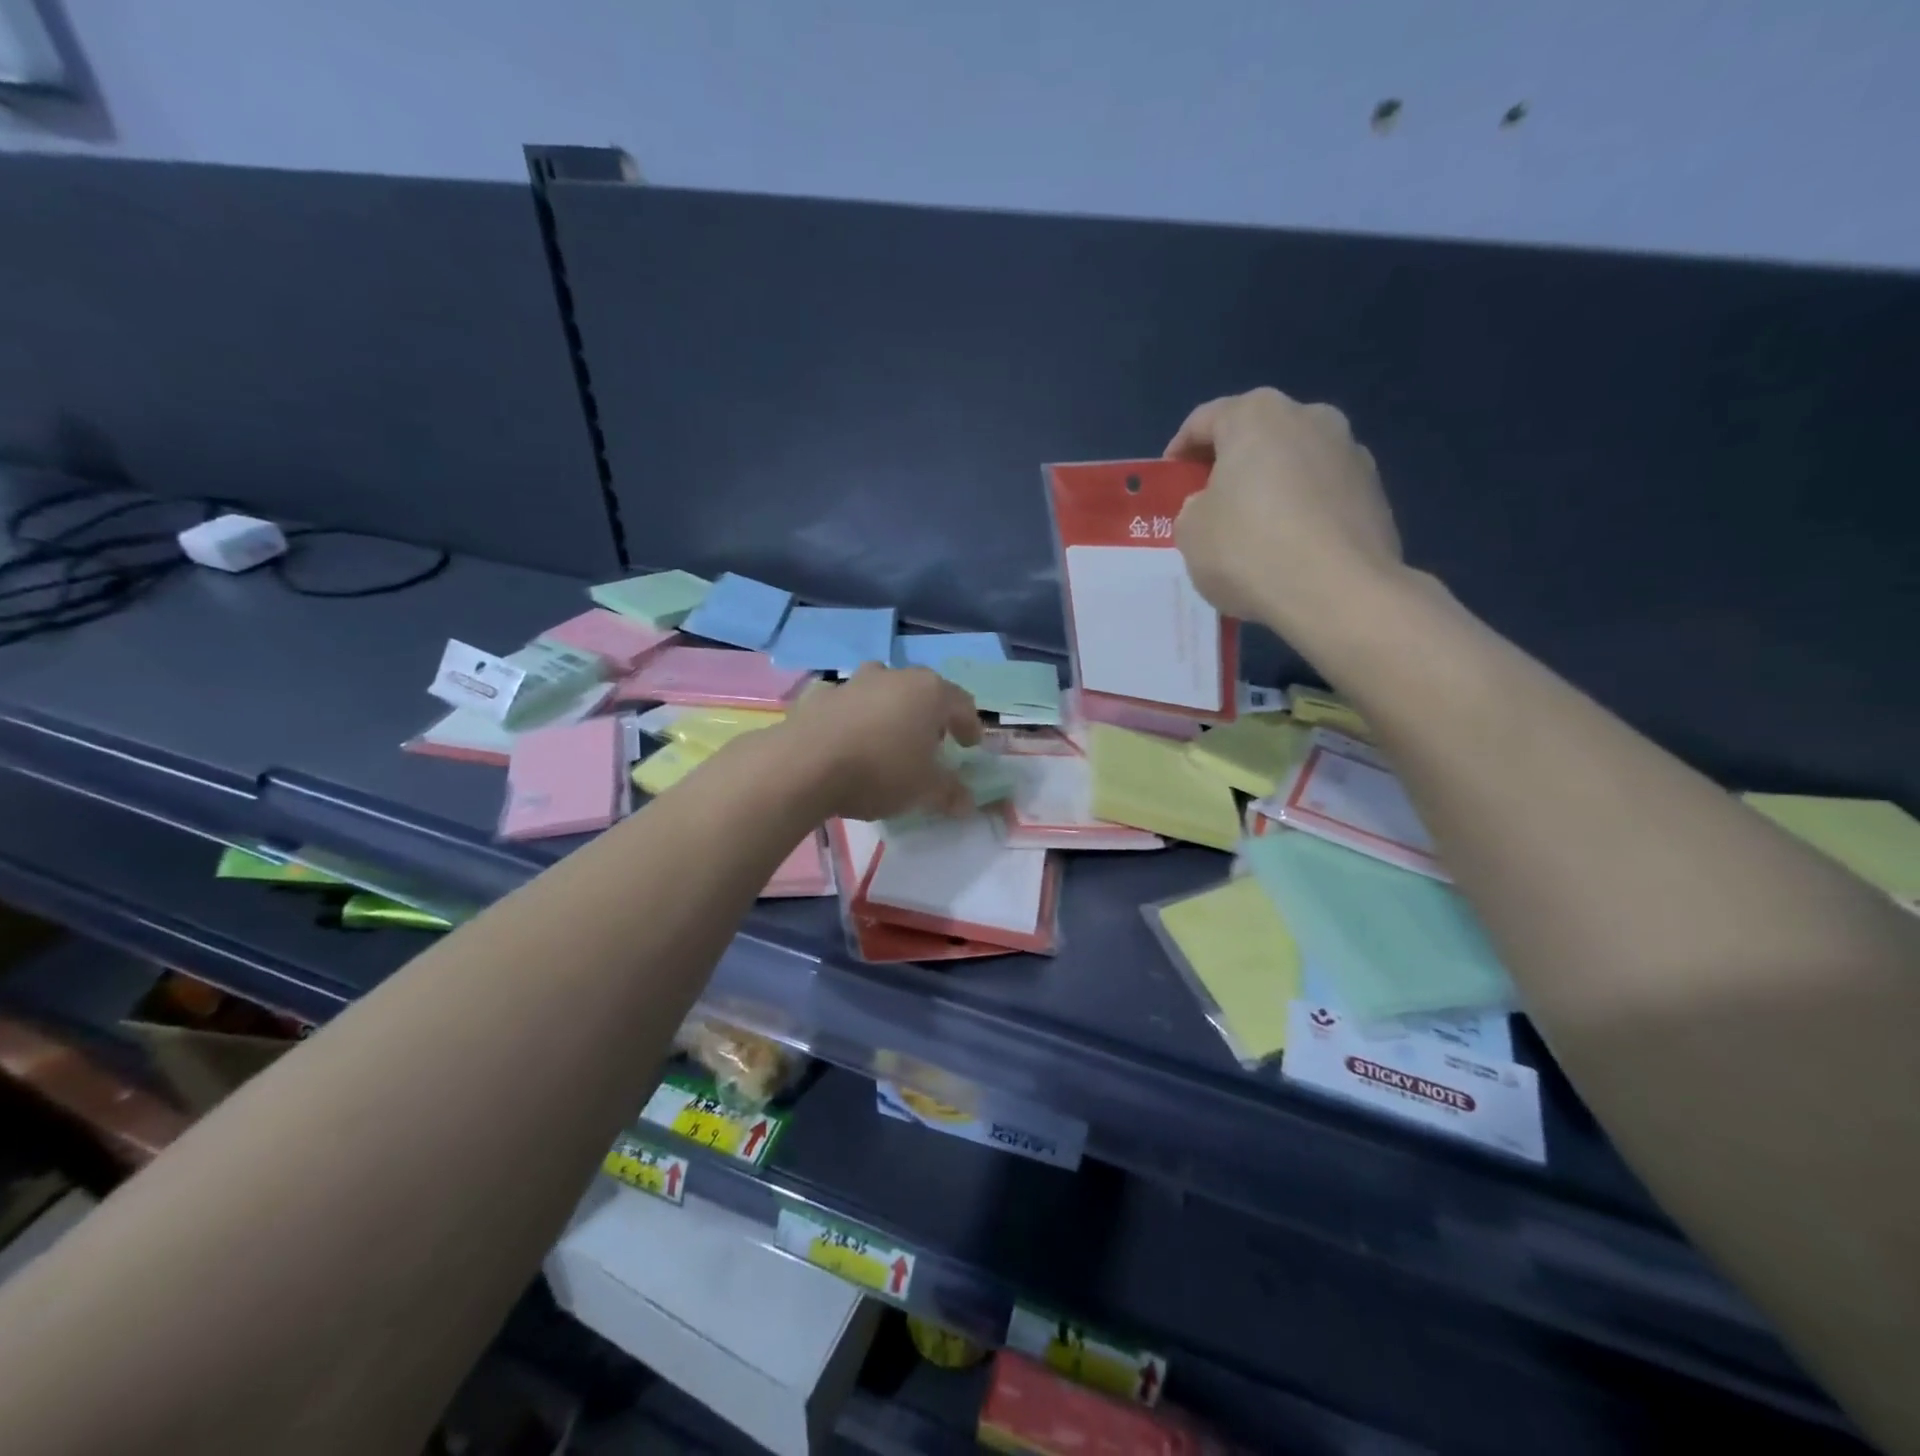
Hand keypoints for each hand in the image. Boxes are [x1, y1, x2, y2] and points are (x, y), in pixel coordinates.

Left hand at [779, 664, 982, 820]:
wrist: (804, 764)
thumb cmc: (880, 771)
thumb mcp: (924, 790)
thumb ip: (950, 793)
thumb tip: (967, 803)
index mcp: (930, 692)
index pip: (962, 704)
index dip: (969, 726)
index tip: (970, 746)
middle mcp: (895, 677)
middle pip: (923, 691)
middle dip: (930, 714)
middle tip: (932, 741)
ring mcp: (854, 681)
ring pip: (883, 690)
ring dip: (891, 709)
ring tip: (889, 737)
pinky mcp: (820, 695)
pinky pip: (848, 704)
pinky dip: (855, 717)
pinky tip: (849, 741)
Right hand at [1166, 387, 1403, 634]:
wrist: (1338, 592)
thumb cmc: (1249, 550)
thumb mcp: (1190, 532)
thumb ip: (1194, 508)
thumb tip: (1214, 506)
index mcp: (1257, 415)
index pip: (1204, 420)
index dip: (1179, 451)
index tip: (1170, 482)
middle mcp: (1310, 418)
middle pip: (1256, 436)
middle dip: (1230, 466)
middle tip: (1209, 506)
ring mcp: (1351, 452)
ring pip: (1294, 464)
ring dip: (1270, 488)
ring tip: (1253, 532)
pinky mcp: (1375, 492)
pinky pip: (1322, 496)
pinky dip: (1302, 512)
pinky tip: (1289, 550)